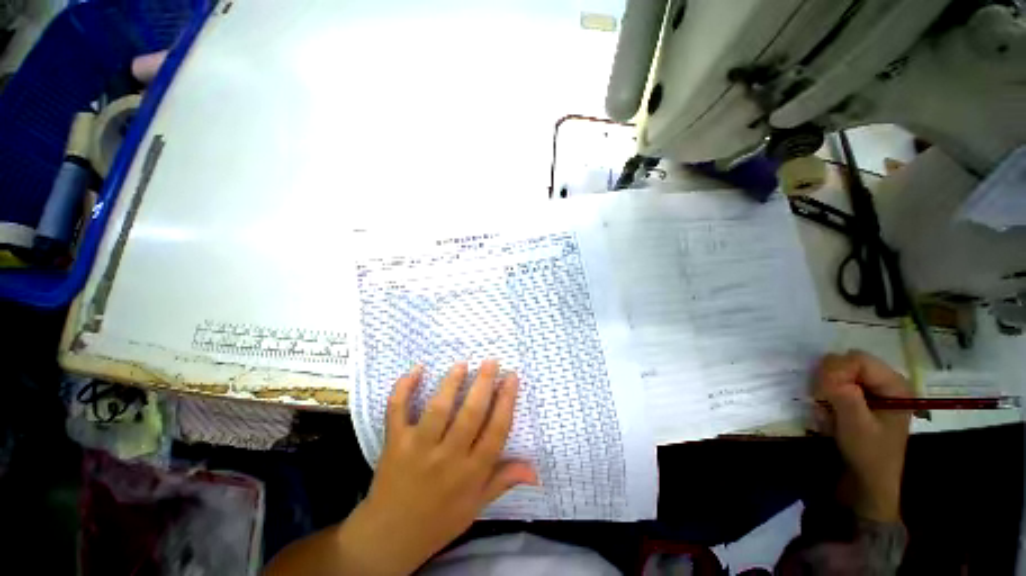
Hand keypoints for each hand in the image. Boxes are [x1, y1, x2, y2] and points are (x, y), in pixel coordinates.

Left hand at [337, 360, 536, 574]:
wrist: (389, 537)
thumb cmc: (439, 521)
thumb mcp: (476, 506)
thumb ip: (504, 480)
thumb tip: (536, 471)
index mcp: (471, 473)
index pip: (496, 431)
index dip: (506, 401)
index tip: (511, 377)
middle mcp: (448, 457)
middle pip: (471, 414)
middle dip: (484, 383)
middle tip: (491, 361)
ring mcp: (418, 448)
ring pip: (438, 409)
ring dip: (451, 383)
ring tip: (462, 364)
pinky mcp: (394, 442)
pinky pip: (397, 411)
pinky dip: (404, 388)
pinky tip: (416, 369)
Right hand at [813, 350, 910, 522]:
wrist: (868, 482)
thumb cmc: (868, 454)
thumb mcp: (855, 425)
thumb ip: (844, 393)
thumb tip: (825, 366)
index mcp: (895, 385)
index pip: (857, 359)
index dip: (836, 370)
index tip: (822, 392)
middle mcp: (886, 382)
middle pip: (848, 363)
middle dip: (829, 379)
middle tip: (822, 401)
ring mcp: (873, 390)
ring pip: (839, 372)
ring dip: (825, 389)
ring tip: (825, 410)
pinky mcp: (861, 398)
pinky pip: (836, 384)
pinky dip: (826, 396)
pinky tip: (827, 412)